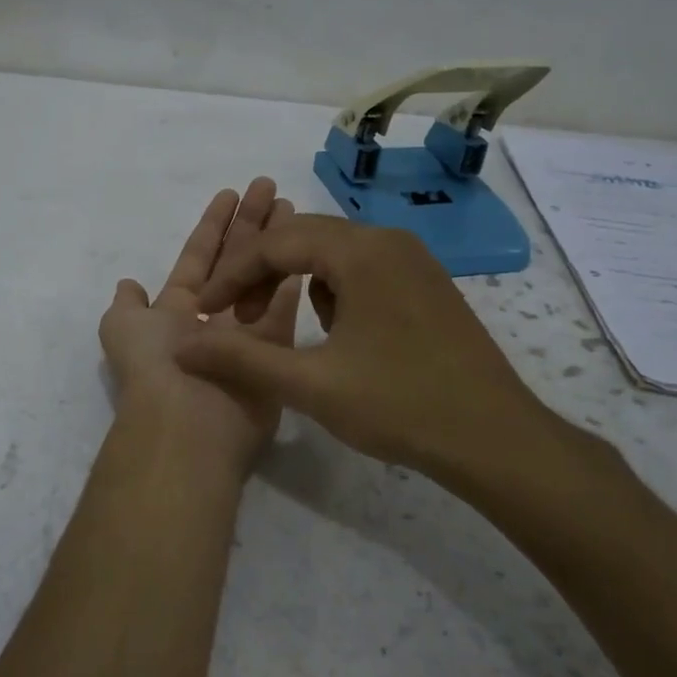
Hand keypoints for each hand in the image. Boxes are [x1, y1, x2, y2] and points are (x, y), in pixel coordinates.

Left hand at [98, 179, 300, 469]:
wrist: (187, 423)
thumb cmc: (155, 366)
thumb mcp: (122, 329)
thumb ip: (128, 304)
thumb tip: (129, 284)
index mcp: (176, 308)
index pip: (199, 255)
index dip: (213, 224)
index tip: (231, 192)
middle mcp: (212, 318)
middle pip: (234, 259)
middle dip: (250, 222)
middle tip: (270, 187)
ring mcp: (245, 335)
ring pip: (263, 278)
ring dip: (275, 244)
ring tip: (294, 210)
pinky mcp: (273, 353)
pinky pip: (285, 310)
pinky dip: (293, 281)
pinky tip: (307, 250)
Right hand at [175, 213, 584, 494]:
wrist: (496, 438)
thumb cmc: (402, 406)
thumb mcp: (312, 385)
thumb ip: (241, 360)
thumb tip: (180, 347)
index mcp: (361, 251)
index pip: (277, 244)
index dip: (232, 276)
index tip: (204, 312)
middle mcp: (388, 240)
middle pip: (304, 238)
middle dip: (261, 273)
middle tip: (235, 318)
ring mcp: (413, 260)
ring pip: (334, 252)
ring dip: (296, 279)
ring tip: (279, 326)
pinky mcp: (426, 283)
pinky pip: (362, 268)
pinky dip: (332, 289)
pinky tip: (331, 330)